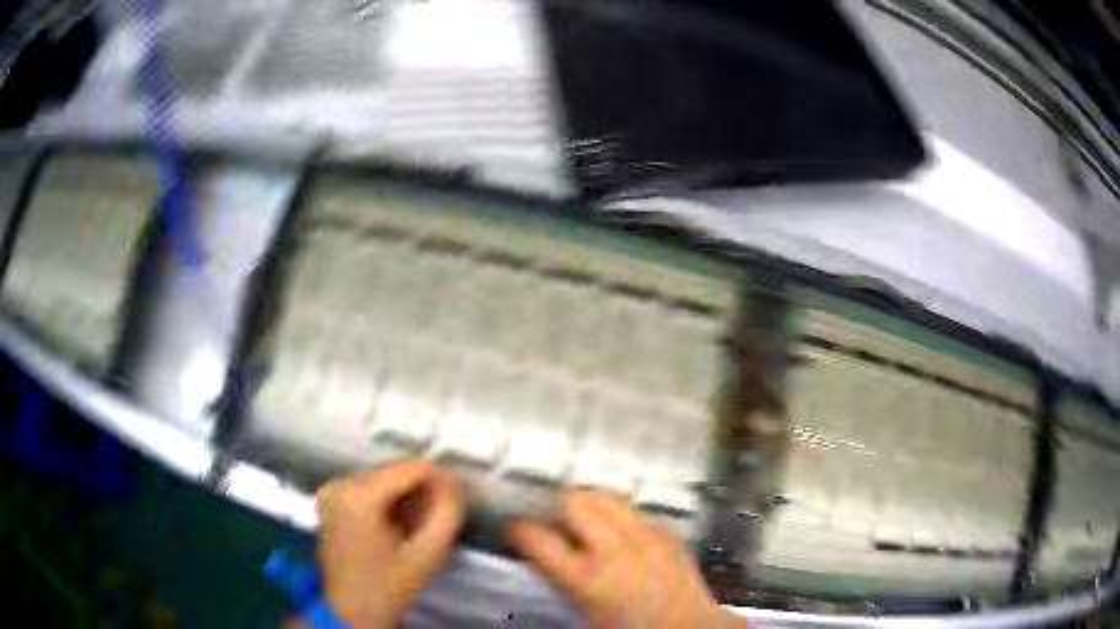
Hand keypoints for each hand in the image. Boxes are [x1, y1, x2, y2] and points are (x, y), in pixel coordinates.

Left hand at [316, 460, 463, 627]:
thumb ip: (447, 513)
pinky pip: (369, 489)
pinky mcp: (331, 501)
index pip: (411, 467)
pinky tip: (401, 525)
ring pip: (383, 480)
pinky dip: (389, 502)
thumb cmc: (389, 586)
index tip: (459, 498)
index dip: (441, 478)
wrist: (352, 610)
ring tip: (422, 524)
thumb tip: (455, 483)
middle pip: (395, 471)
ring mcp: (331, 491)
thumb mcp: (427, 554)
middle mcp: (340, 483)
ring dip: (408, 496)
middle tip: (441, 516)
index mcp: (358, 494)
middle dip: (423, 489)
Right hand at [508, 491, 744, 627]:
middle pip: (574, 501)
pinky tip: (624, 534)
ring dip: (590, 504)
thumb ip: (560, 581)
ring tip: (585, 520)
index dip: (519, 530)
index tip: (515, 530)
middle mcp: (616, 551)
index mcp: (586, 579)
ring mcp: (647, 538)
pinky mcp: (670, 534)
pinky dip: (625, 517)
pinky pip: (639, 512)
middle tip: (552, 521)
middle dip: (557, 507)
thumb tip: (542, 561)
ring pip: (607, 497)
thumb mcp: (584, 612)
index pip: (537, 538)